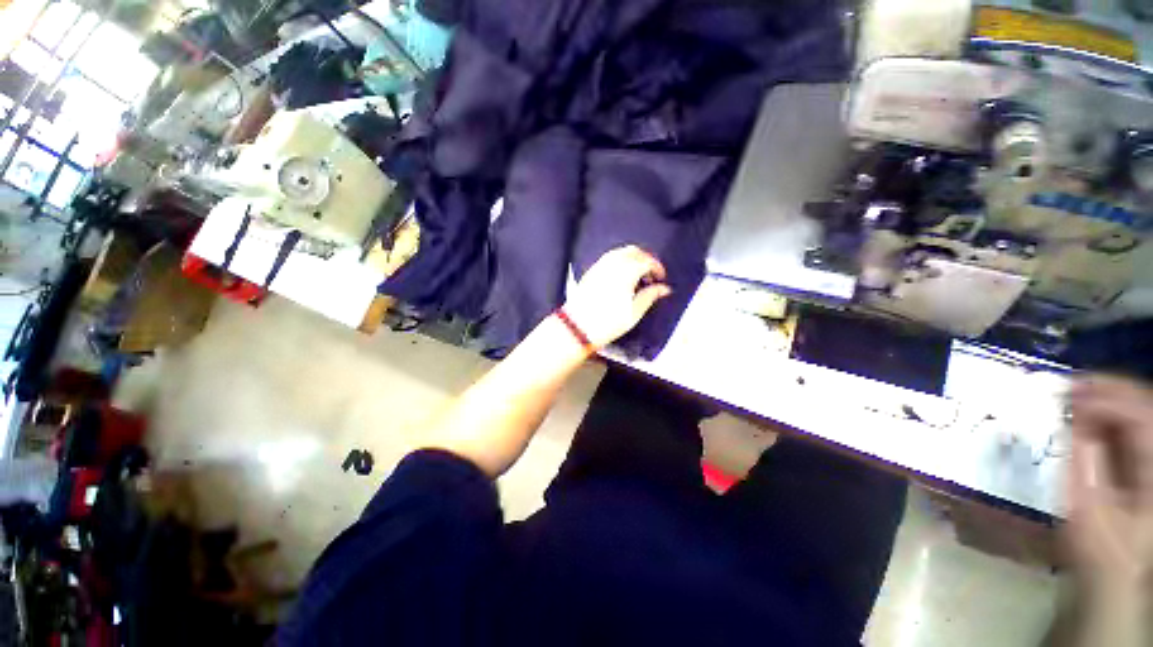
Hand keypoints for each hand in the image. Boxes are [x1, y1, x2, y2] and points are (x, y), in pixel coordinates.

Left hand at [562, 246, 671, 349]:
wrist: (578, 326)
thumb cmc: (608, 322)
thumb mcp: (634, 312)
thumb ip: (650, 296)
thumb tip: (664, 289)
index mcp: (627, 271)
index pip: (647, 261)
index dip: (657, 267)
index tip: (661, 277)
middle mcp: (613, 264)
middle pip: (634, 251)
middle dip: (645, 259)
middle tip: (651, 274)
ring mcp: (600, 266)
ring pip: (620, 252)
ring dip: (632, 259)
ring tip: (637, 276)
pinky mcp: (591, 271)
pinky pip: (609, 258)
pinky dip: (620, 261)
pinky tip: (621, 277)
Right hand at [1067, 375, 1152, 595]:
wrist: (1113, 575)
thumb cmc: (1099, 548)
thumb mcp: (1088, 511)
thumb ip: (1085, 462)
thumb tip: (1074, 417)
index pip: (1141, 418)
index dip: (1107, 400)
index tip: (1067, 394)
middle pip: (1145, 407)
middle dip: (1109, 390)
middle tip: (1070, 383)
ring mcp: (1152, 460)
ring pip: (1140, 412)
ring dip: (1108, 398)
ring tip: (1074, 393)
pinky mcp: (1144, 464)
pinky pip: (1132, 426)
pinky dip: (1109, 414)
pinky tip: (1085, 413)